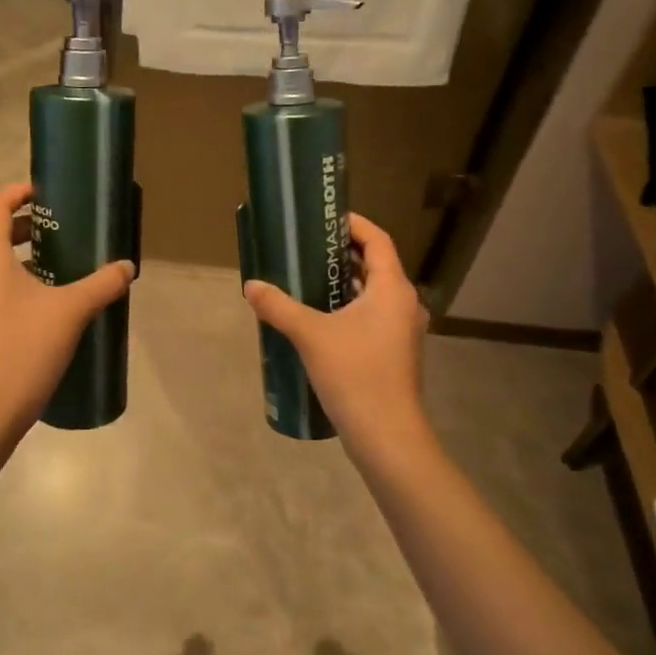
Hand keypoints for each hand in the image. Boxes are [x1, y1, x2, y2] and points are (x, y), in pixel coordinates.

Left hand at [0, 181, 135, 435]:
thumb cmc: (25, 347)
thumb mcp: (72, 310)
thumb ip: (103, 284)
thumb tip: (127, 267)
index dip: (21, 192)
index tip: (48, 193)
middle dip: (29, 228)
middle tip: (64, 232)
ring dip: (24, 260)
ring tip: (62, 268)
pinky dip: (17, 286)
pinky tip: (47, 307)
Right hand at [242, 213, 431, 456]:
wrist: (387, 436)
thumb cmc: (355, 374)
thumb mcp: (311, 335)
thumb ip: (279, 307)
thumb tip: (251, 286)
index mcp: (392, 289)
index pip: (378, 240)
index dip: (354, 224)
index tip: (326, 219)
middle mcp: (404, 304)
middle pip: (377, 265)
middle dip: (344, 253)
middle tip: (309, 247)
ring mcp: (403, 330)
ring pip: (375, 293)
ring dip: (347, 283)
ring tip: (309, 279)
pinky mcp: (395, 352)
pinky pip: (373, 316)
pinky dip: (351, 308)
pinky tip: (321, 319)